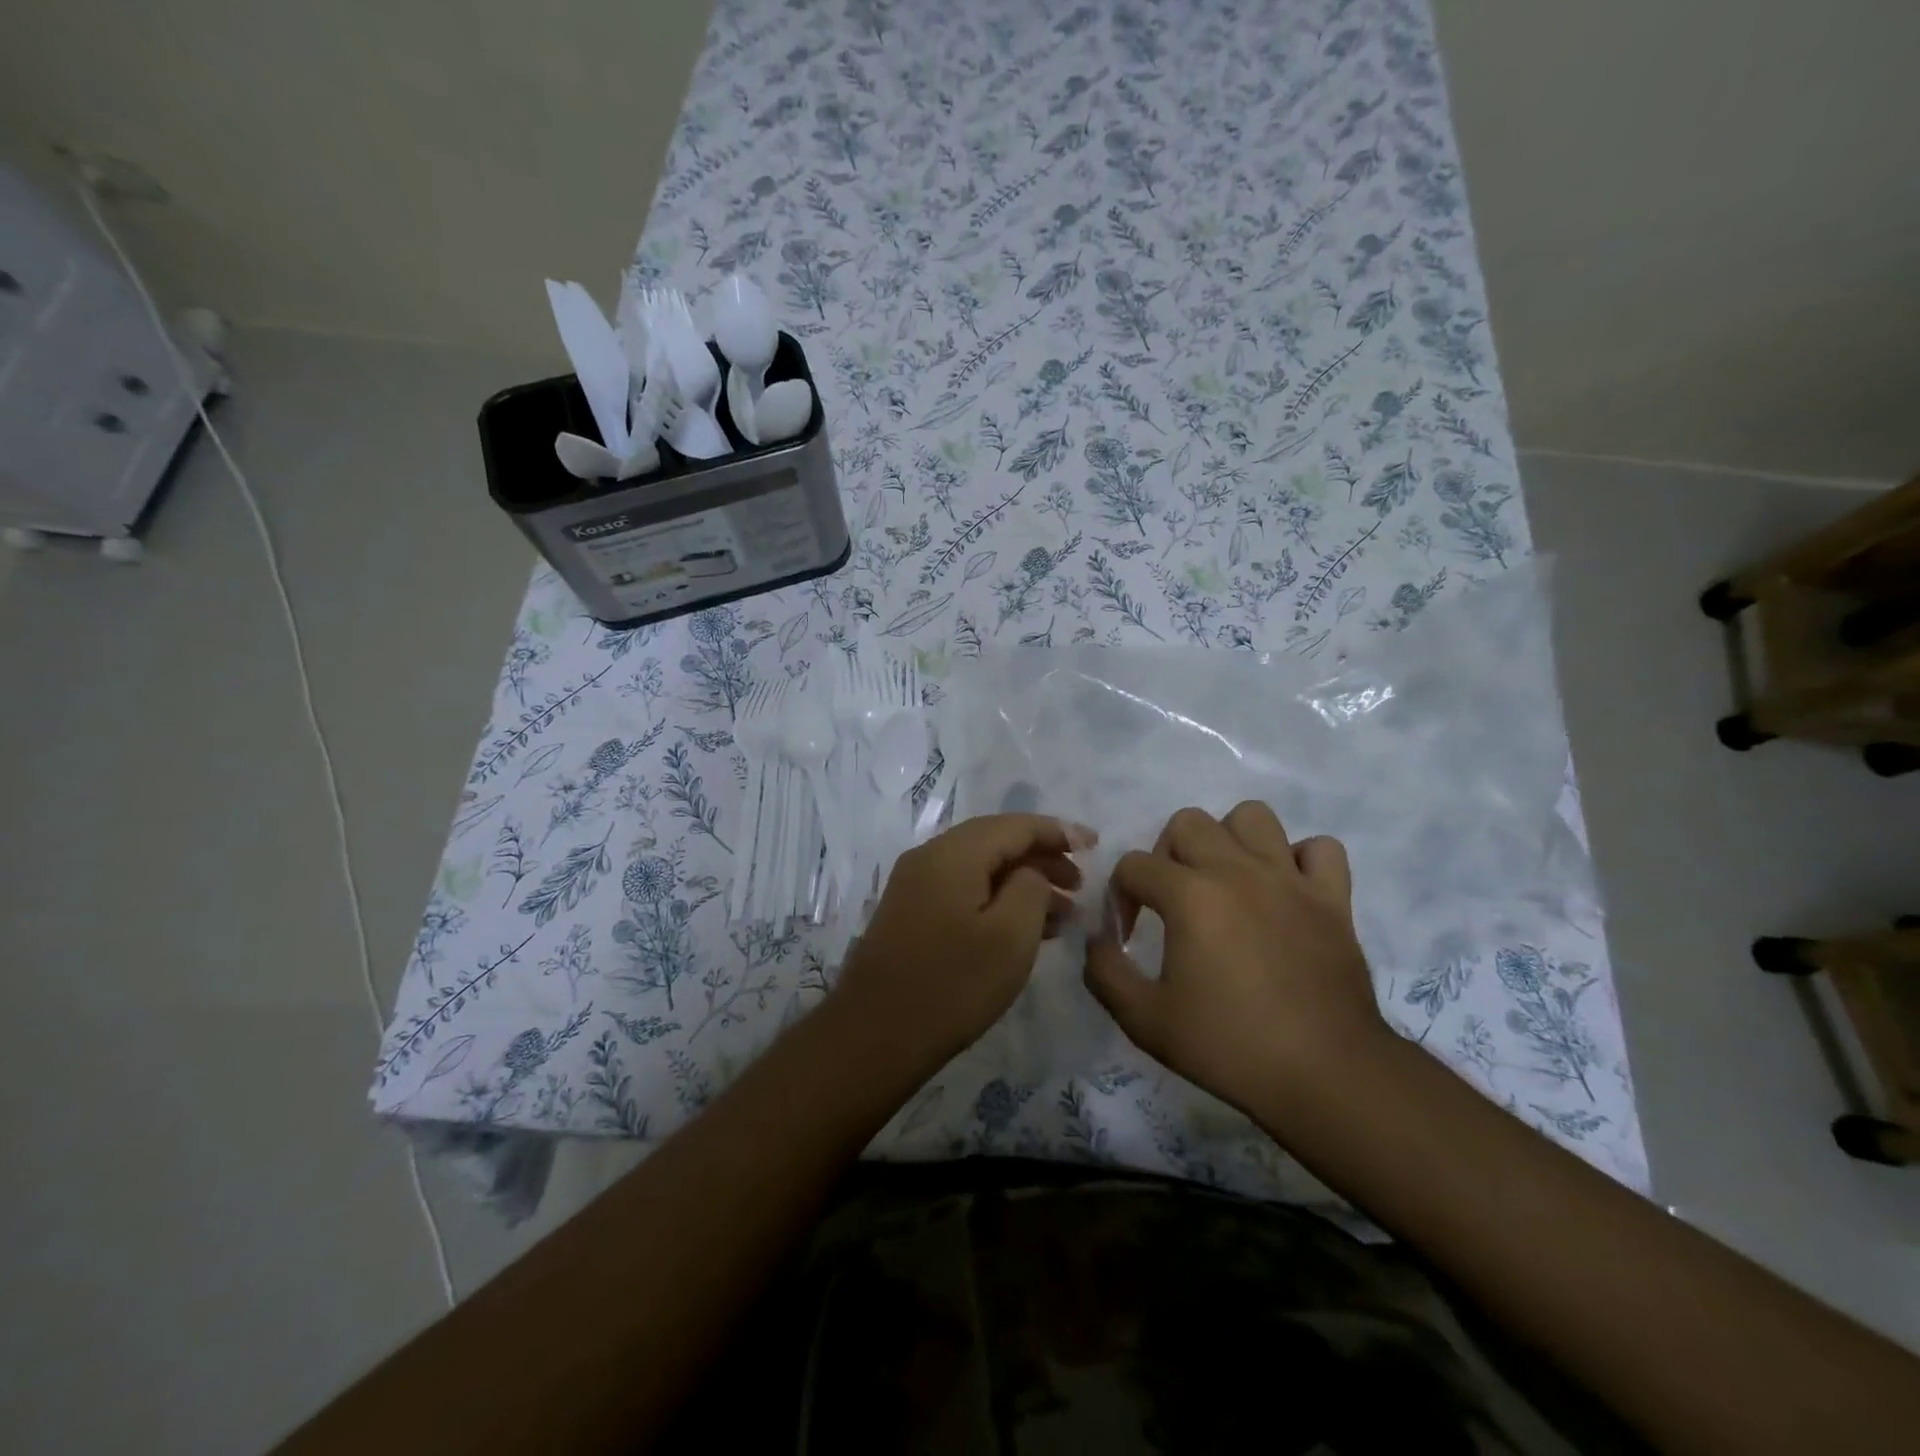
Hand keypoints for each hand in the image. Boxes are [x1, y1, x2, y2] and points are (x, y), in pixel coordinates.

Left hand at [835, 813, 1088, 1066]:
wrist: (874, 1035)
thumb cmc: (952, 984)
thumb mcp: (1011, 935)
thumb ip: (1032, 887)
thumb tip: (1030, 871)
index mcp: (953, 853)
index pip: (1015, 825)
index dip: (1058, 832)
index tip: (1095, 845)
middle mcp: (929, 857)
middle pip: (996, 841)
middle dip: (1042, 858)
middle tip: (1080, 886)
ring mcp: (915, 885)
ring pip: (980, 868)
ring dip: (1022, 882)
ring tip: (1062, 913)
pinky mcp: (910, 913)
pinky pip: (963, 890)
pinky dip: (997, 899)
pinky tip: (1023, 929)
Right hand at [1083, 803, 1387, 1118]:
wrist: (1326, 1075)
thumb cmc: (1230, 1046)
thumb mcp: (1145, 1021)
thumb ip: (1105, 972)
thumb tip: (1097, 939)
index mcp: (1189, 895)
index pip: (1133, 865)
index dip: (1120, 897)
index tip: (1129, 936)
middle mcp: (1236, 870)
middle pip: (1187, 823)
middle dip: (1166, 855)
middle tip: (1172, 900)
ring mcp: (1289, 879)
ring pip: (1252, 816)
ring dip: (1230, 840)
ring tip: (1226, 881)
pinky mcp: (1333, 897)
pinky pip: (1319, 849)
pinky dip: (1299, 860)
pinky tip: (1285, 891)